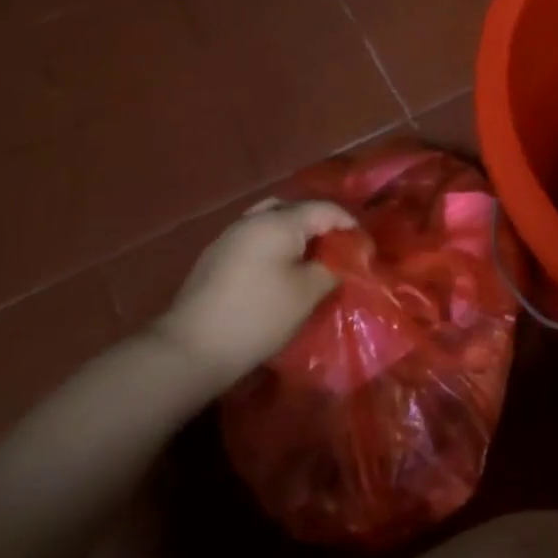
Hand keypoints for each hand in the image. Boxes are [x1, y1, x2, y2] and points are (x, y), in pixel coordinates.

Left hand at [153, 198, 355, 386]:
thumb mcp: (307, 293)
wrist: (191, 349)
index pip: (325, 209)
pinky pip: (254, 238)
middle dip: (320, 223)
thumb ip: (332, 268)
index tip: (365, 249)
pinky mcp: (215, 257)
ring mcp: (229, 236)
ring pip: (271, 221)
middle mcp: (252, 220)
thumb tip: (342, 259)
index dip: (349, 226)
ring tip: (310, 257)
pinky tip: (279, 270)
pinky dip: (274, 245)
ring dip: (294, 233)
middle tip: (338, 248)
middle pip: (295, 208)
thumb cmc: (258, 316)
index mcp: (278, 222)